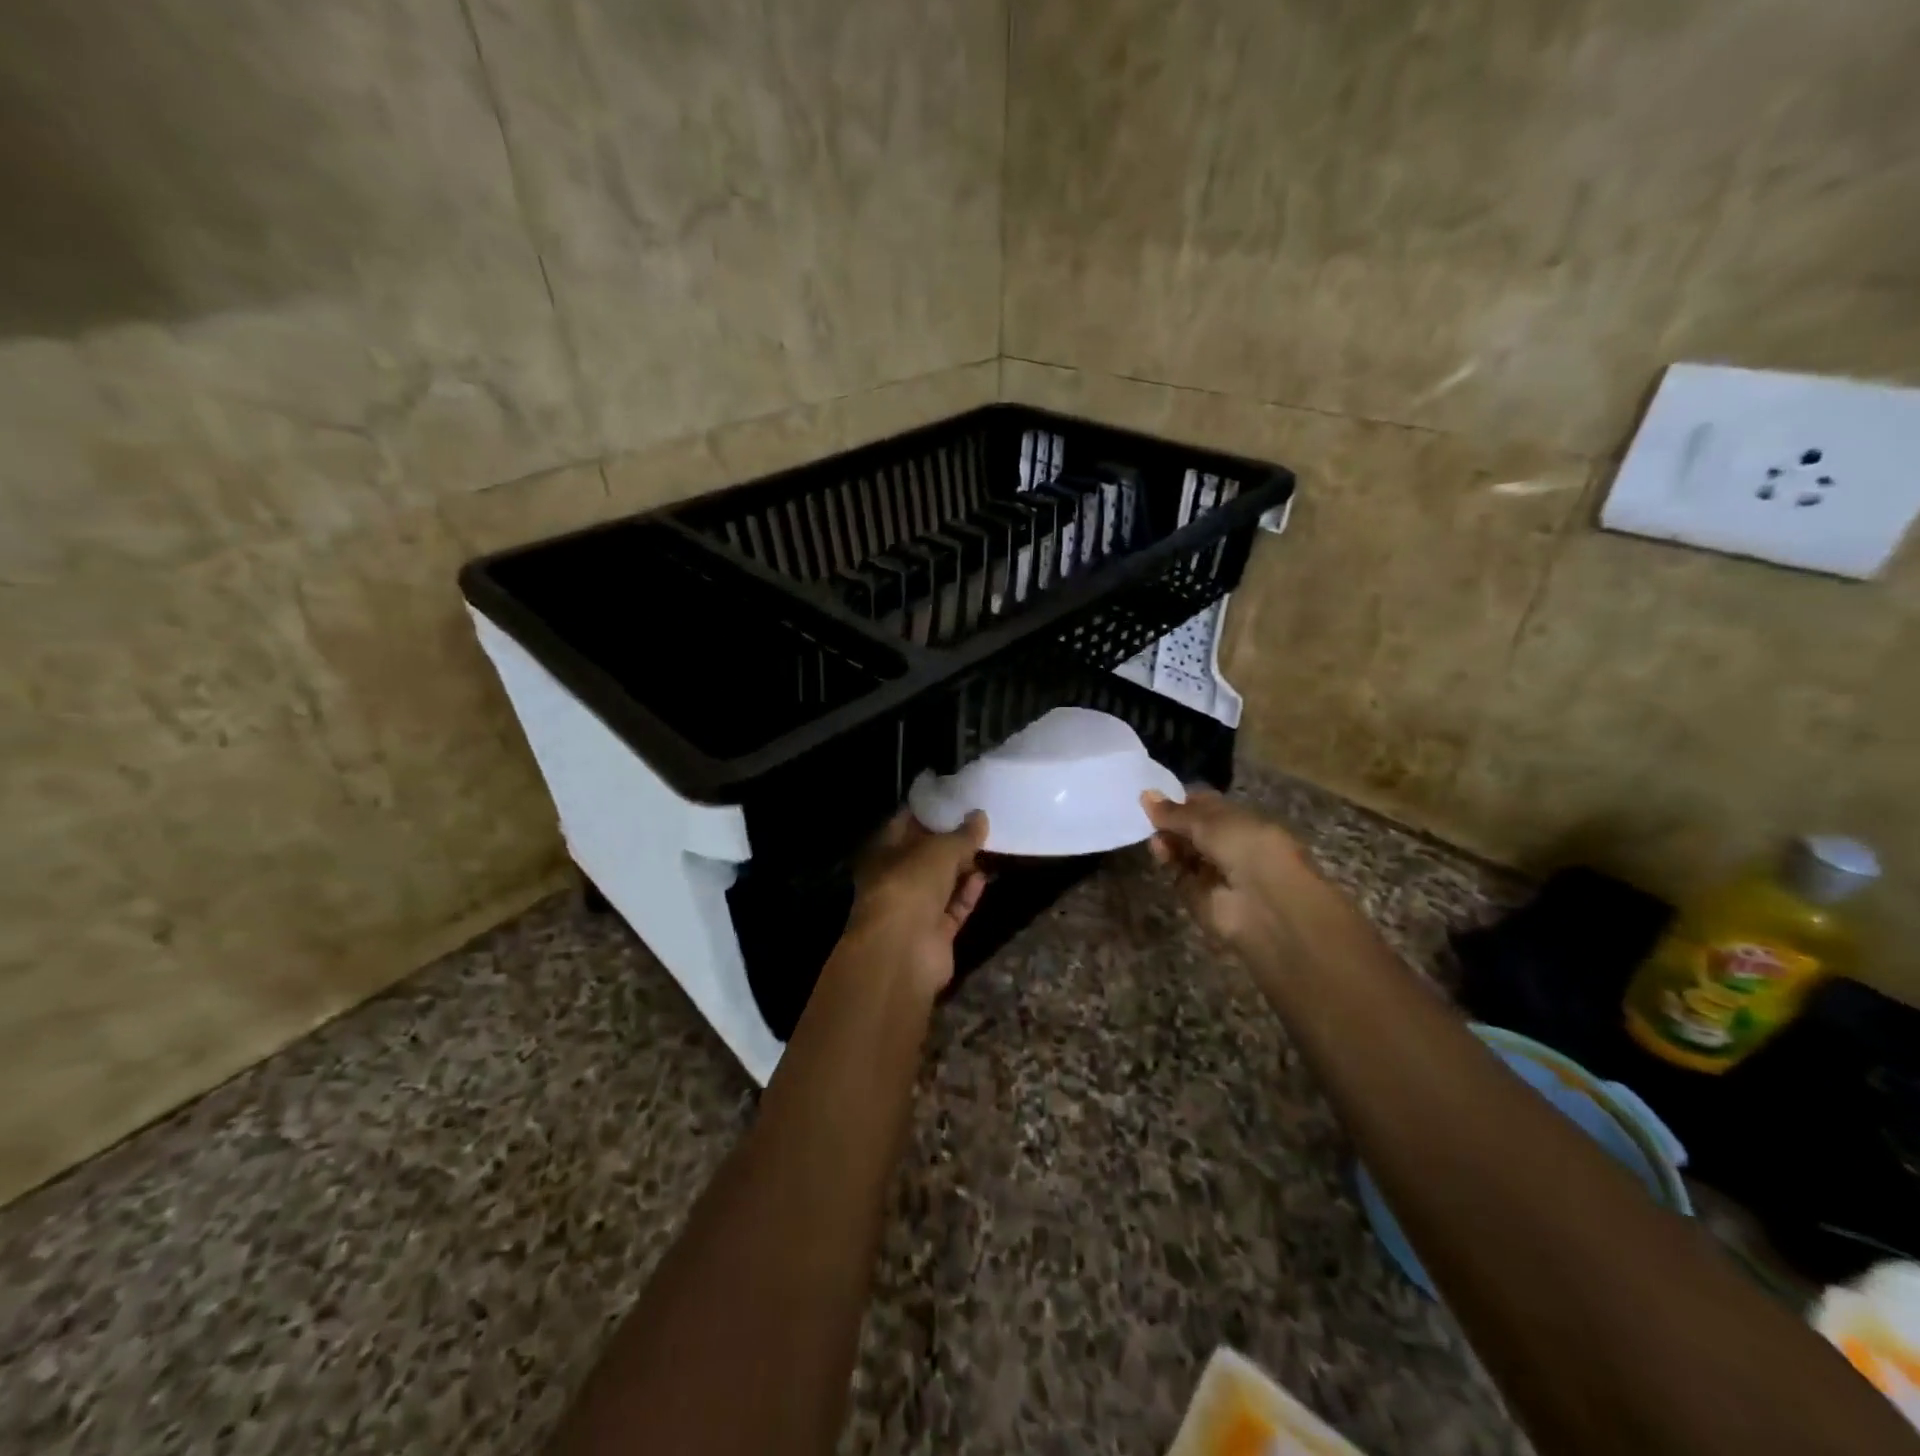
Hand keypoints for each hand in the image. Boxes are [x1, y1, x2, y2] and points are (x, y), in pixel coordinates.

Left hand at [844, 810, 988, 998]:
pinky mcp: (934, 932)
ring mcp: (914, 907)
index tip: (956, 799)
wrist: (902, 951)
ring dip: (964, 868)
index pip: (905, 823)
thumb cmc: (911, 885)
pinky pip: (954, 907)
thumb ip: (962, 834)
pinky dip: (968, 893)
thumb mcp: (940, 850)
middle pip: (926, 854)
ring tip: (990, 846)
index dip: (929, 811)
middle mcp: (896, 878)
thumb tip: (980, 816)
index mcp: (884, 852)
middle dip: (951, 841)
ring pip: (942, 882)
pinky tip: (986, 877)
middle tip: (980, 822)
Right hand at [1142, 789, 1308, 958]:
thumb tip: (1145, 794)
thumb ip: (1176, 811)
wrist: (1266, 906)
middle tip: (1150, 816)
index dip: (1185, 801)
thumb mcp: (1211, 821)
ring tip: (1155, 835)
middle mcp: (1230, 845)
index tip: (1158, 796)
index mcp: (1244, 821)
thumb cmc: (1247, 848)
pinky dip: (1168, 862)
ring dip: (1168, 840)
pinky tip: (1159, 851)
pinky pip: (1179, 875)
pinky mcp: (1200, 897)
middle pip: (1193, 830)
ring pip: (1184, 852)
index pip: (1209, 807)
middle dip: (1172, 821)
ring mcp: (1215, 872)